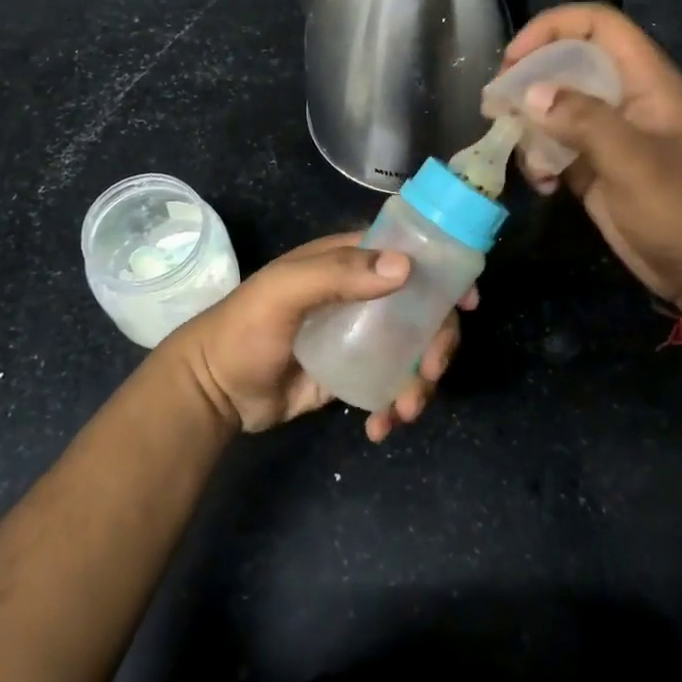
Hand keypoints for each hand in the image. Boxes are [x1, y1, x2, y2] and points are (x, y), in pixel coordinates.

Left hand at [169, 233, 475, 440]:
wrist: (215, 390)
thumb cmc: (246, 328)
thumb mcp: (285, 291)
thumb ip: (339, 274)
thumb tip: (404, 268)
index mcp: (348, 263)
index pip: (406, 255)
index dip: (441, 272)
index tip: (465, 302)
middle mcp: (361, 294)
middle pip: (421, 309)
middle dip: (438, 341)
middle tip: (432, 371)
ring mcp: (361, 337)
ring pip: (414, 350)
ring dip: (421, 381)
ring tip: (404, 411)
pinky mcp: (354, 374)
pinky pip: (392, 384)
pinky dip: (396, 404)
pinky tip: (380, 427)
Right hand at [498, 4, 681, 305]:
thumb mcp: (636, 163)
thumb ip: (585, 122)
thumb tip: (530, 93)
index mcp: (646, 82)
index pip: (598, 26)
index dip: (553, 28)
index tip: (513, 59)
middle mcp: (624, 100)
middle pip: (567, 63)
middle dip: (529, 79)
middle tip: (496, 105)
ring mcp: (608, 136)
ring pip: (555, 108)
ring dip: (529, 125)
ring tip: (513, 148)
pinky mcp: (595, 170)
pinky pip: (555, 150)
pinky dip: (540, 161)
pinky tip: (543, 185)